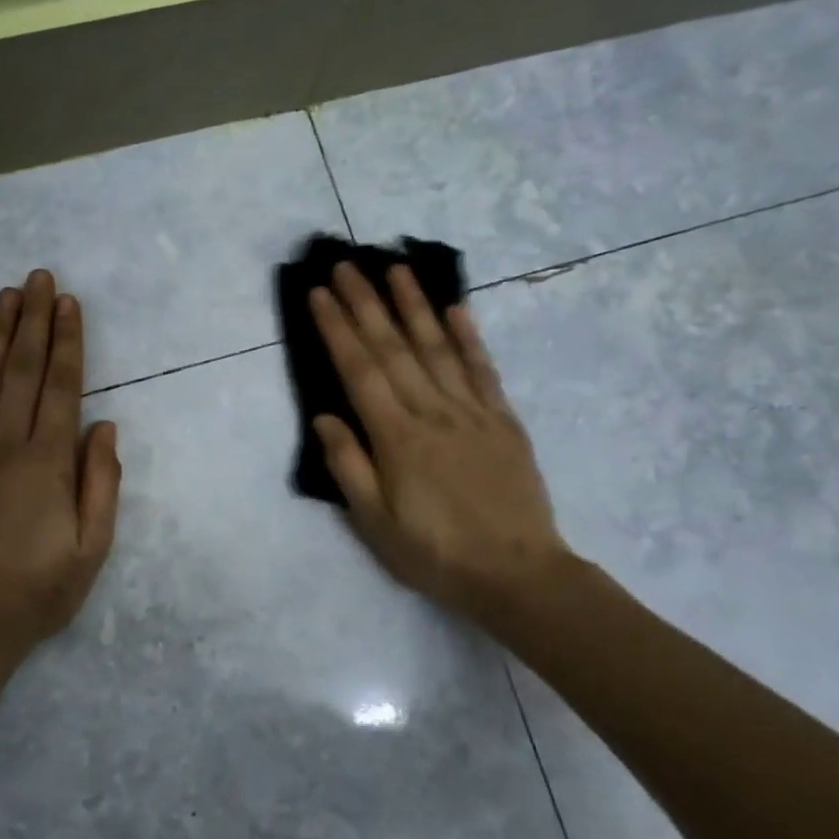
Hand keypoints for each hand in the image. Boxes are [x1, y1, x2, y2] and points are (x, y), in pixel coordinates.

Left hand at [0, 269, 121, 658]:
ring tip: (7, 295)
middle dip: (35, 321)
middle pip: (24, 371)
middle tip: (39, 277)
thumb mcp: (91, 548)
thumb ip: (101, 482)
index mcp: (48, 462)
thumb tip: (105, 426)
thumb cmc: (36, 591)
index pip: (63, 387)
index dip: (68, 341)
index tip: (69, 303)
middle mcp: (5, 444)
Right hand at [309, 263, 571, 626]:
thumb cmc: (435, 555)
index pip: (359, 370)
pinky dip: (468, 337)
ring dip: (414, 305)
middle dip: (366, 303)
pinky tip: (456, 309)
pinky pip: (482, 370)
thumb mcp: (375, 524)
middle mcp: (432, 413)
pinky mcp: (503, 421)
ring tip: (396, 268)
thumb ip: (349, 466)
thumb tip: (324, 417)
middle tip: (347, 264)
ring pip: (437, 347)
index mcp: (396, 438)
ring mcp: (472, 412)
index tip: (320, 293)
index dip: (337, 329)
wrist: (517, 574)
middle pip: (394, 348)